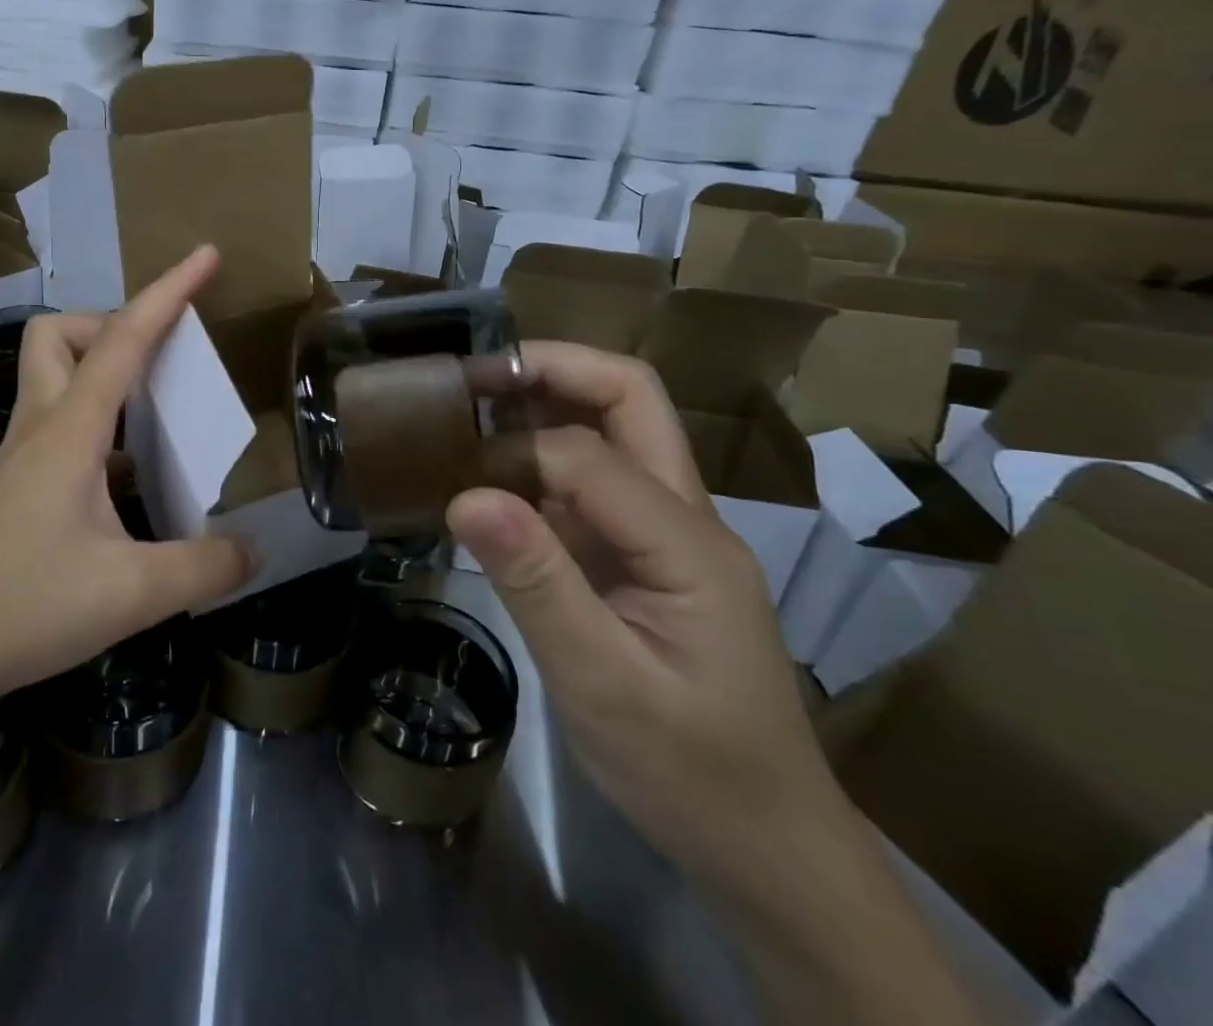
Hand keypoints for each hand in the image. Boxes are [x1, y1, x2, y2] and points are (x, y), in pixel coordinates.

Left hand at [0, 246, 254, 718]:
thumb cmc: (24, 608)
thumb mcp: (133, 593)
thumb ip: (203, 568)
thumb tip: (253, 552)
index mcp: (69, 432)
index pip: (123, 339)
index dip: (169, 292)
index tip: (206, 254)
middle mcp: (38, 430)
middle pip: (56, 336)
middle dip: (108, 326)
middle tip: (157, 362)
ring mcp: (16, 461)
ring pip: (48, 378)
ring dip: (98, 371)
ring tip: (151, 413)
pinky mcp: (8, 491)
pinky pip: (53, 426)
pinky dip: (94, 424)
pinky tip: (122, 476)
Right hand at [447, 342, 854, 899]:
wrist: (765, 845)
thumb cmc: (690, 773)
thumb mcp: (603, 686)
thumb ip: (537, 584)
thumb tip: (464, 496)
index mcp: (688, 542)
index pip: (590, 455)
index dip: (515, 453)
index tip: (448, 474)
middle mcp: (685, 515)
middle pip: (630, 399)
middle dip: (552, 370)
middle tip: (471, 376)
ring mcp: (666, 532)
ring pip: (612, 431)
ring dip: (544, 406)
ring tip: (469, 411)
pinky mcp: (642, 554)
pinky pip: (590, 483)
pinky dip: (537, 463)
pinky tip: (489, 479)